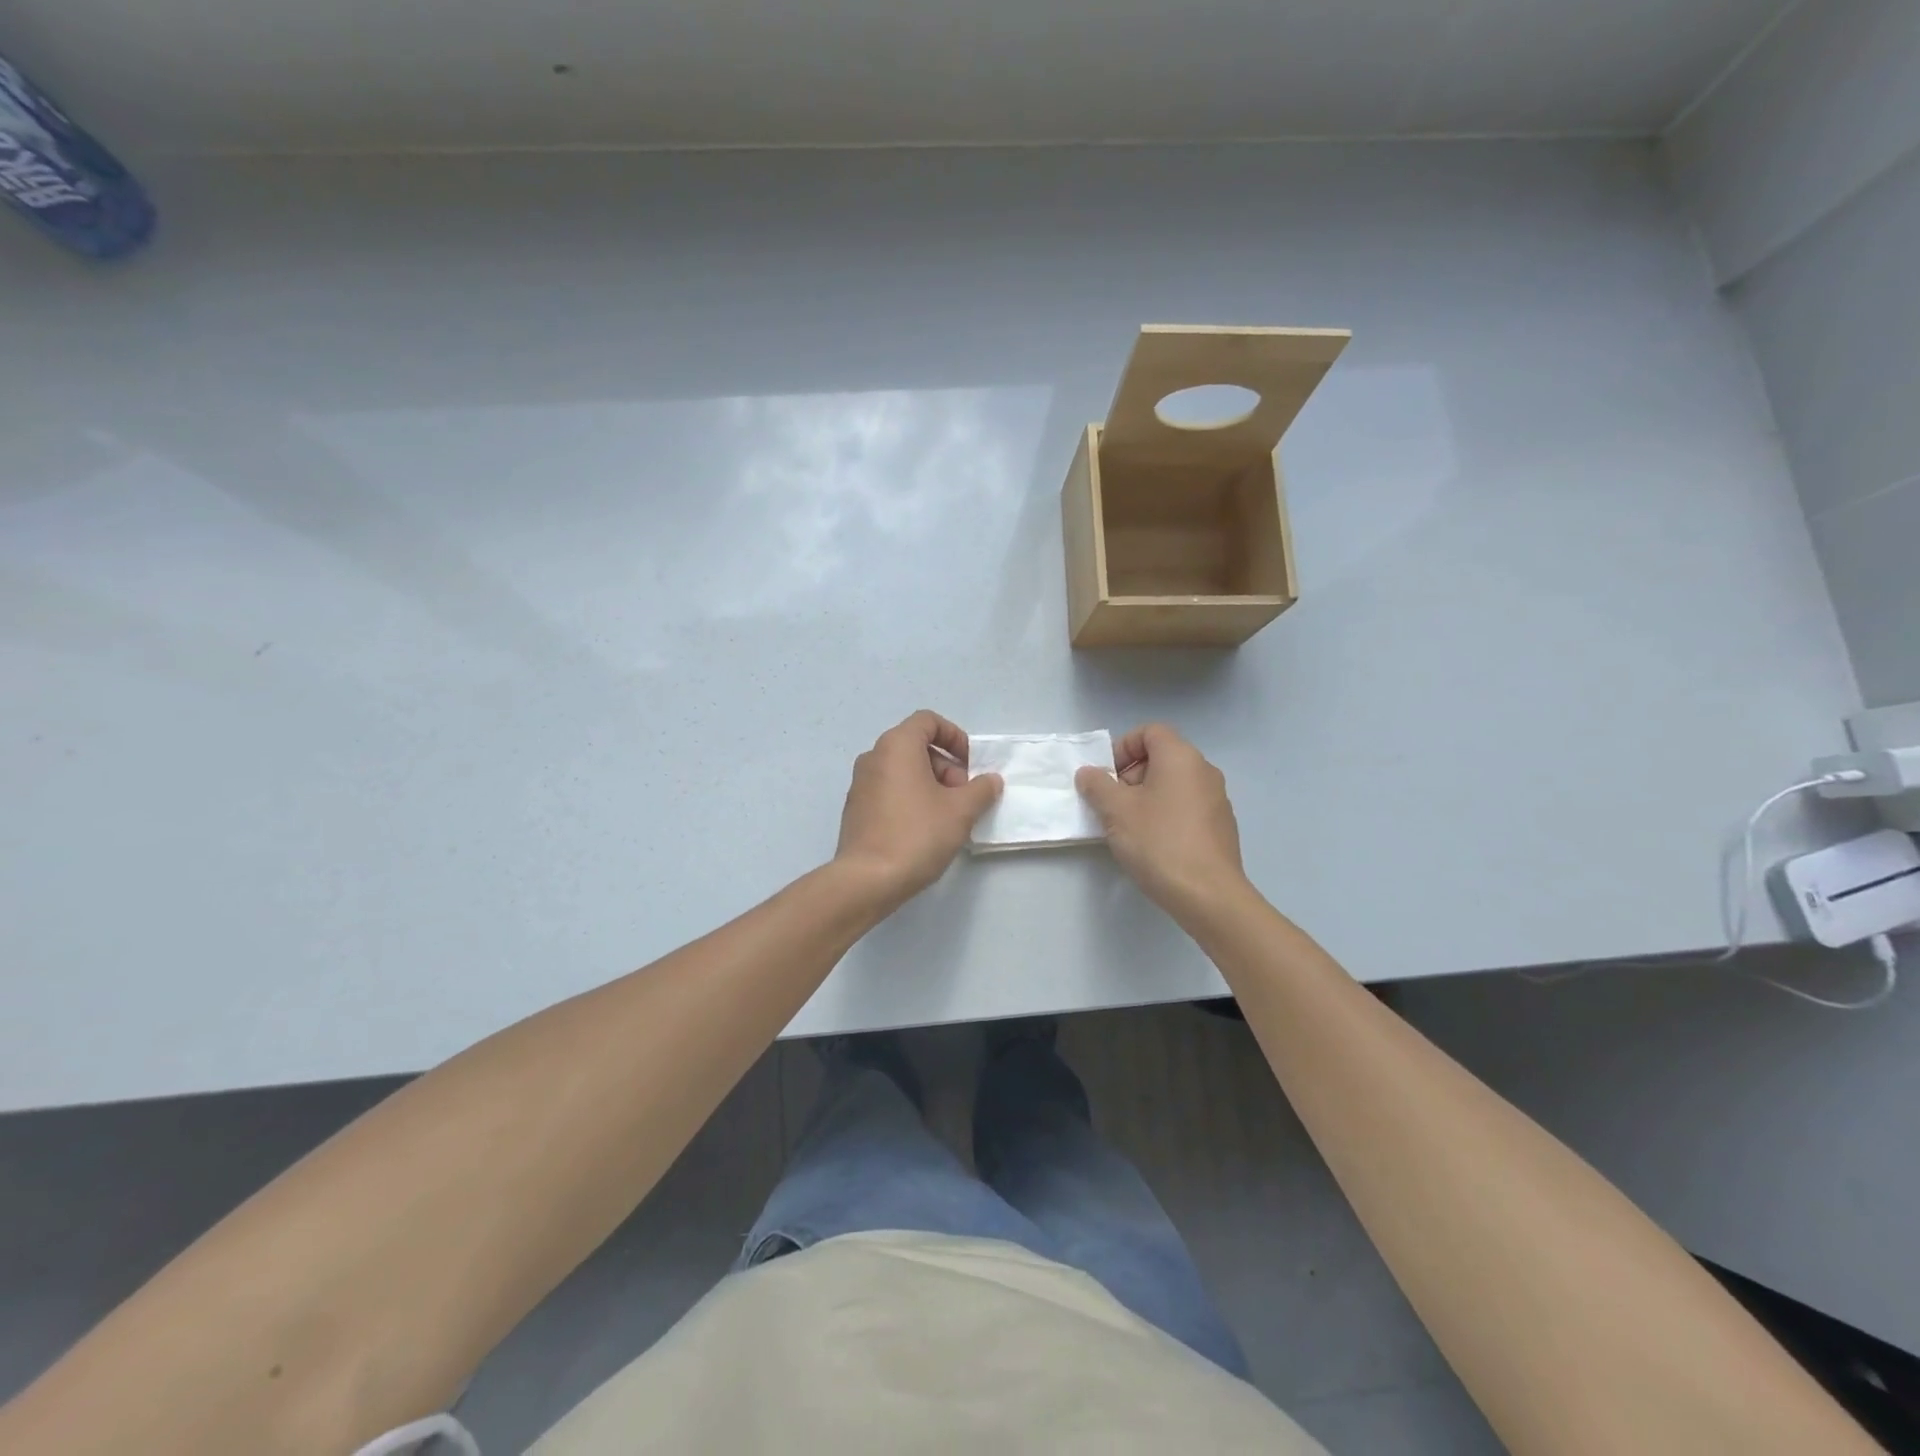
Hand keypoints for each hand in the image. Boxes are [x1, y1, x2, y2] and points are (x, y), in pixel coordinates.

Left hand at [835, 711, 1002, 904]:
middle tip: (963, 797)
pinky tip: (925, 830)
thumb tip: (990, 780)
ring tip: (948, 817)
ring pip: (903, 770)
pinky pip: (889, 790)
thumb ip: (981, 789)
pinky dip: (911, 798)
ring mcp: (860, 784)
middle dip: (946, 766)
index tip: (971, 764)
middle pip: (916, 746)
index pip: (928, 721)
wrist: (868, 880)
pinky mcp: (856, 809)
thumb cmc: (917, 835)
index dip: (955, 737)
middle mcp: (873, 757)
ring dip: (930, 784)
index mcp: (896, 746)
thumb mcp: (961, 811)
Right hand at [1075, 724, 1249, 921]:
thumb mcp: (1116, 811)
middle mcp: (1204, 770)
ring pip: (1173, 784)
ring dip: (1147, 797)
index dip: (1123, 747)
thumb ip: (1097, 785)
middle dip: (1131, 775)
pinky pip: (1186, 807)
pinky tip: (1153, 844)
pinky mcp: (1221, 826)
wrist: (1208, 894)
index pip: (1150, 731)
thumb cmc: (1158, 842)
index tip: (1107, 776)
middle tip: (1112, 804)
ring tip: (1128, 827)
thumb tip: (1089, 773)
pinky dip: (1166, 814)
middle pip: (1162, 757)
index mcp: (1180, 757)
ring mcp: (1217, 799)